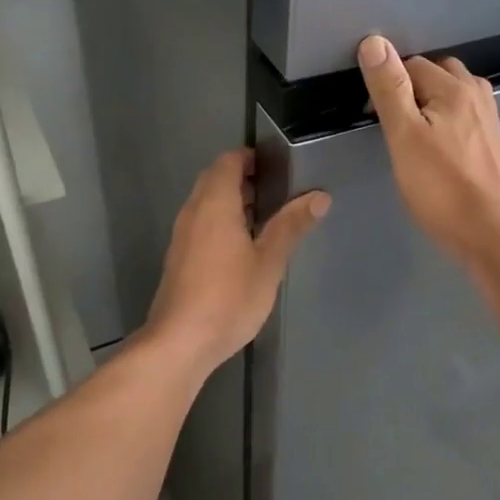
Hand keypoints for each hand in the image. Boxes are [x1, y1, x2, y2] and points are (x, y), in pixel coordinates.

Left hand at [144, 148, 328, 373]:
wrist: (180, 342)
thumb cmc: (229, 297)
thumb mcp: (269, 261)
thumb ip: (291, 226)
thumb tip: (320, 196)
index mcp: (215, 204)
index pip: (228, 162)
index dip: (250, 158)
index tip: (277, 166)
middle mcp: (193, 212)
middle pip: (214, 179)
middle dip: (243, 178)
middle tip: (277, 191)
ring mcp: (182, 236)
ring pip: (206, 203)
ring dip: (232, 201)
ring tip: (266, 217)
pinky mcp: (179, 258)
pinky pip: (201, 224)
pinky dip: (222, 222)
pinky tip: (243, 247)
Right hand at [356, 35, 499, 268]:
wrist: (490, 232)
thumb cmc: (440, 187)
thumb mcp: (404, 136)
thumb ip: (390, 89)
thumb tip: (374, 42)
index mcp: (455, 88)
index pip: (412, 64)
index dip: (388, 84)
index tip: (374, 116)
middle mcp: (477, 95)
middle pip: (438, 74)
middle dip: (412, 88)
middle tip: (393, 123)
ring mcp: (489, 120)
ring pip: (454, 94)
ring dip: (432, 102)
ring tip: (413, 132)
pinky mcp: (492, 144)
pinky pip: (465, 116)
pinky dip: (447, 120)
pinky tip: (438, 146)